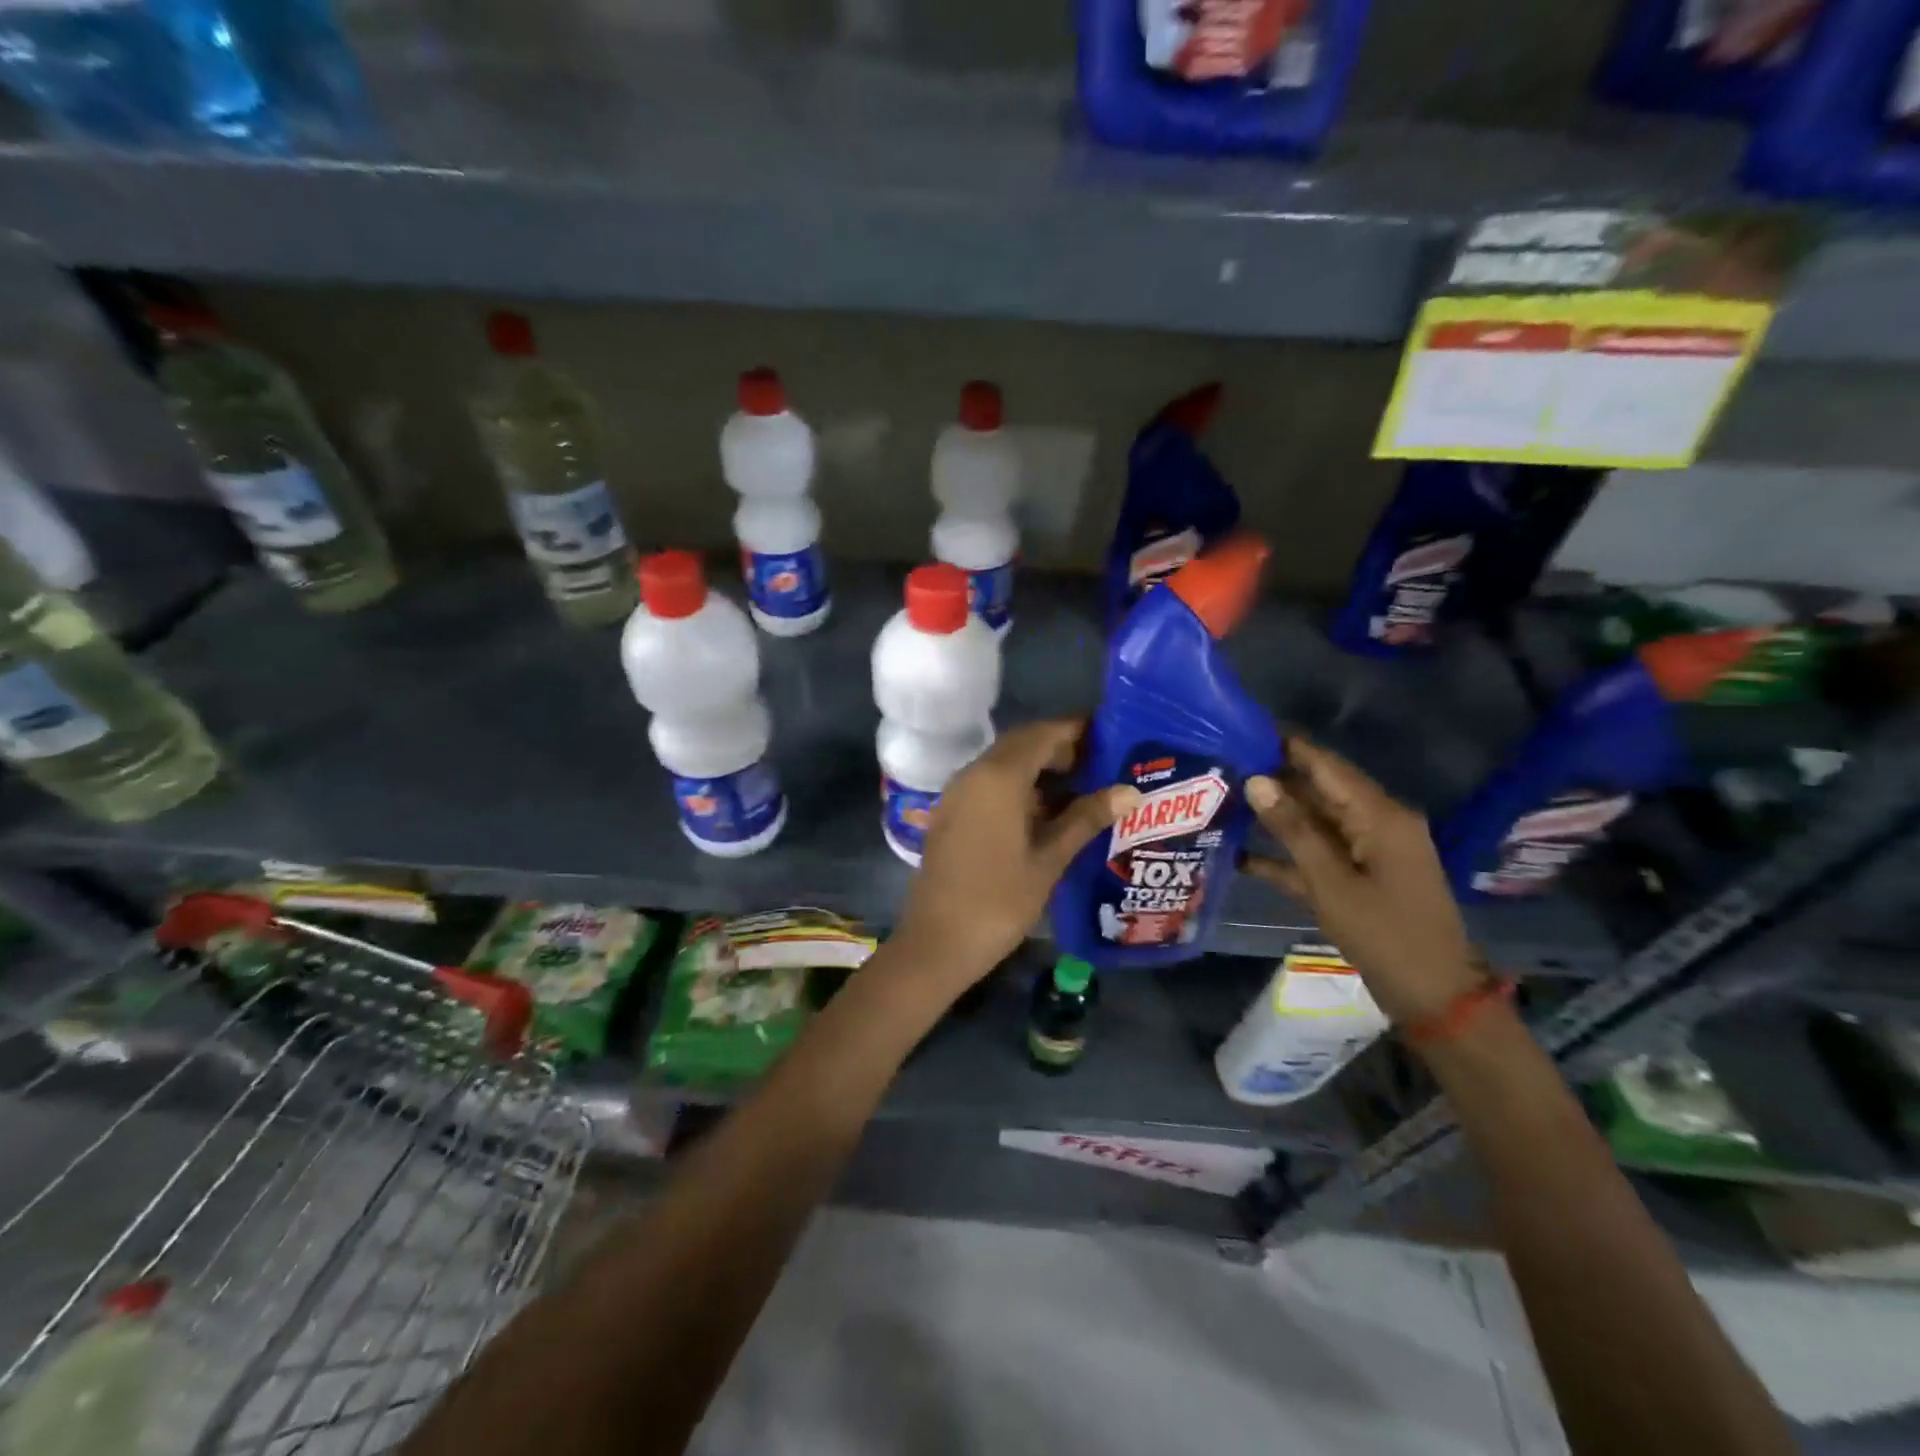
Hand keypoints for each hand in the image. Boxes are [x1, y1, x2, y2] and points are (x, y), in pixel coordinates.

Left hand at [893, 719, 1139, 993]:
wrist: (937, 942)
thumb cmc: (999, 901)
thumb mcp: (1049, 859)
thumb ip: (1086, 818)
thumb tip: (1130, 791)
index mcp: (999, 777)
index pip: (1043, 734)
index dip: (1077, 730)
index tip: (1111, 734)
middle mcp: (974, 773)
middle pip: (1022, 743)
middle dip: (1061, 747)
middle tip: (1102, 764)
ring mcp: (958, 792)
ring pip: (1004, 763)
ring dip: (1040, 767)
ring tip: (1084, 787)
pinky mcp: (952, 812)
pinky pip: (990, 783)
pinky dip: (1019, 785)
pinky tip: (1047, 811)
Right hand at [1240, 735, 1481, 1025]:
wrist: (1432, 997)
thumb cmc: (1385, 934)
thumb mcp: (1332, 882)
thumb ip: (1293, 829)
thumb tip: (1257, 780)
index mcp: (1380, 816)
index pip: (1326, 766)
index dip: (1287, 745)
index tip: (1244, 728)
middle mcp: (1375, 825)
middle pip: (1317, 792)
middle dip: (1272, 781)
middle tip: (1220, 767)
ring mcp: (1366, 853)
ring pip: (1312, 824)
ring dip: (1272, 818)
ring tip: (1221, 801)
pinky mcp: (1356, 879)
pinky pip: (1315, 857)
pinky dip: (1283, 857)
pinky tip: (1238, 855)